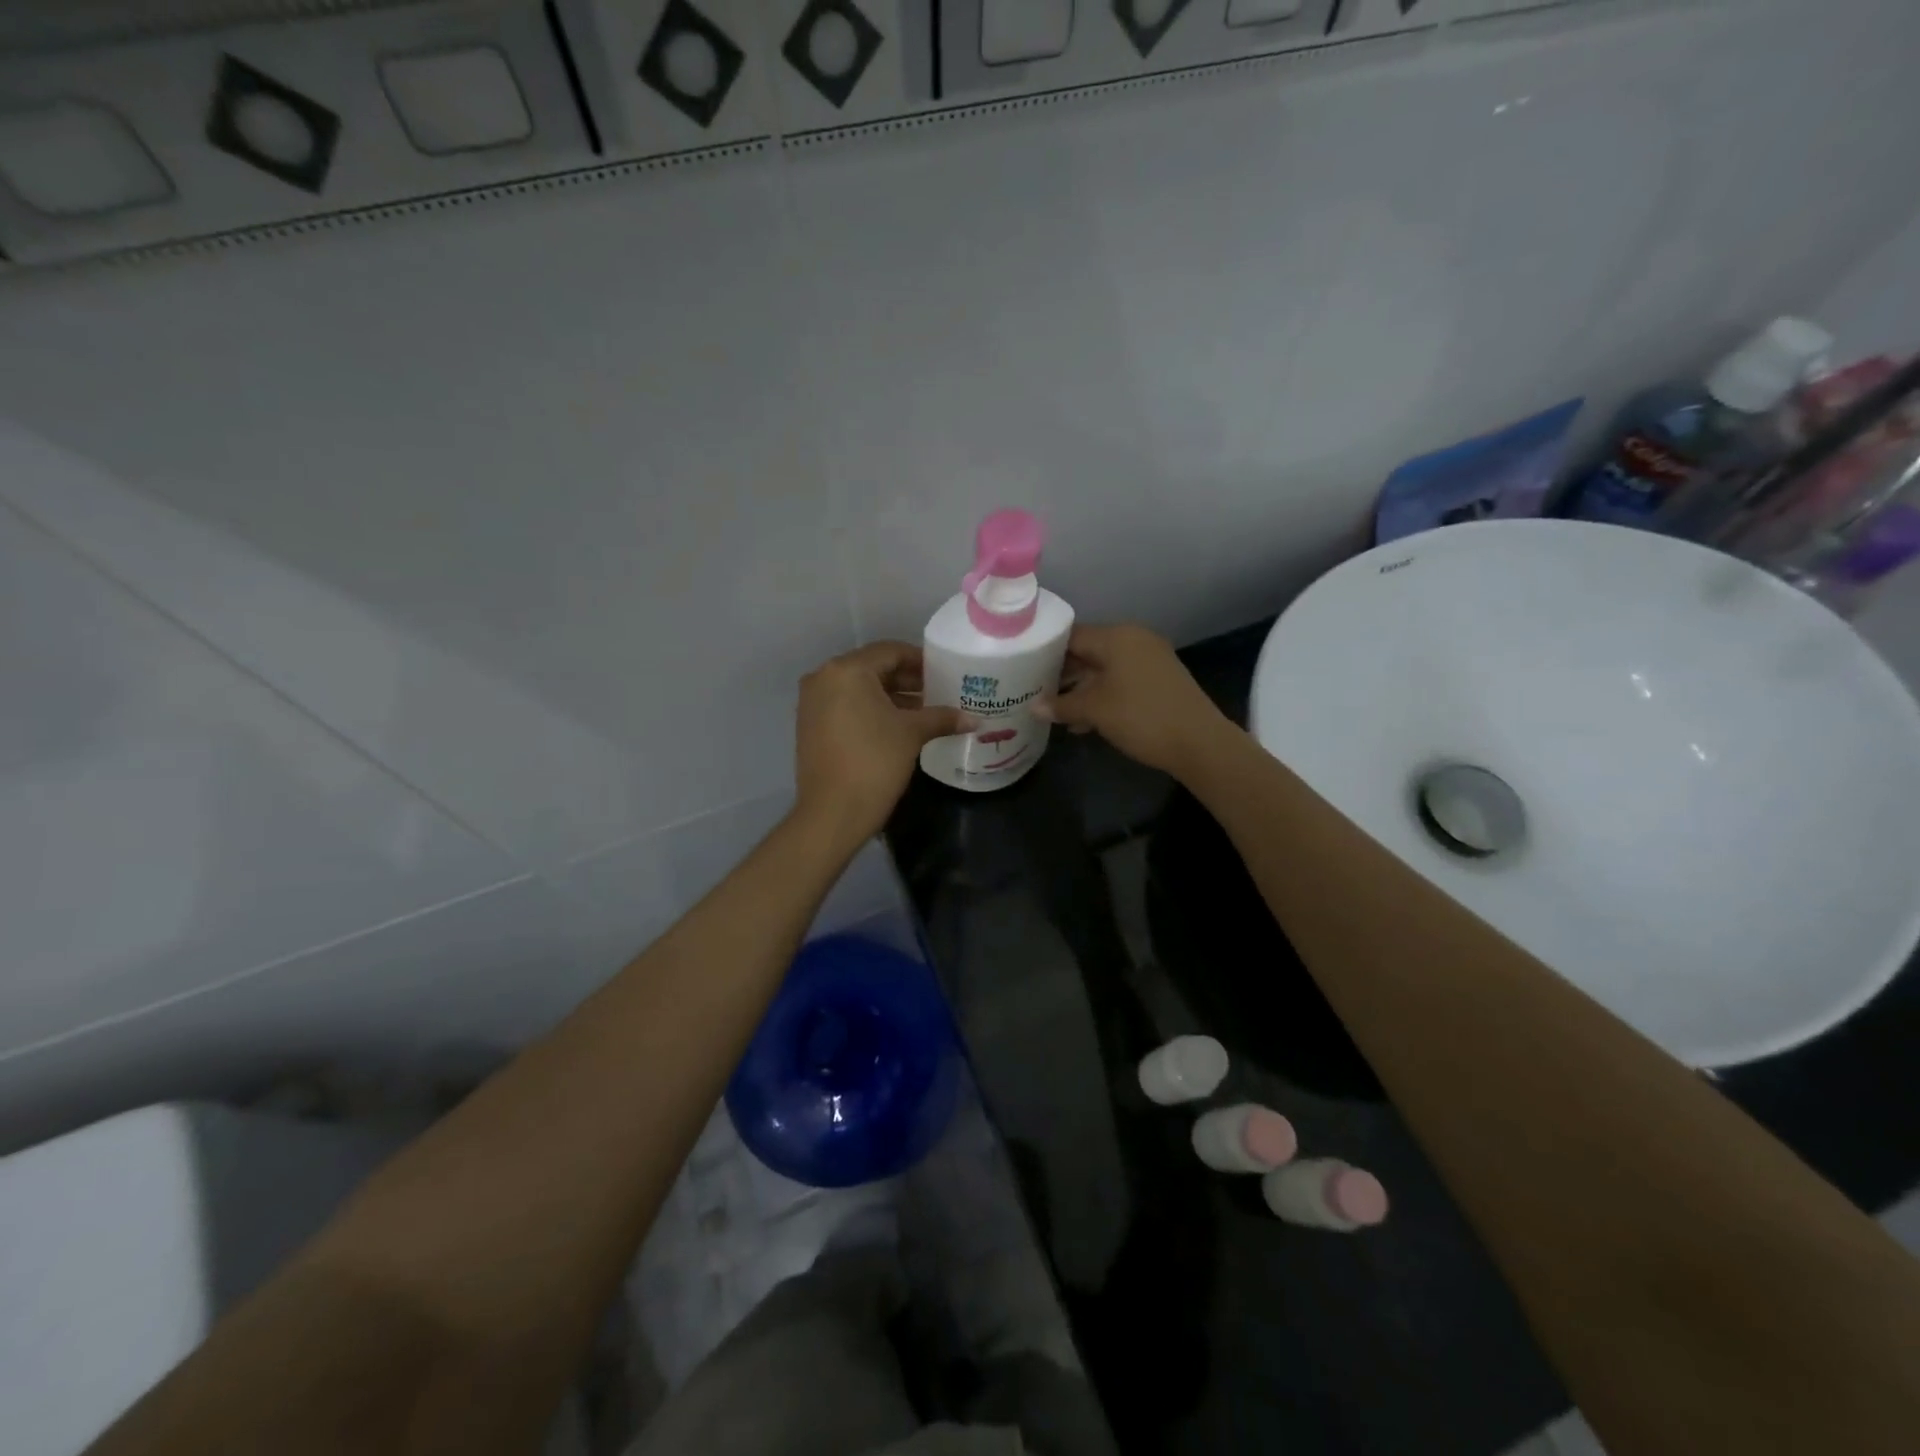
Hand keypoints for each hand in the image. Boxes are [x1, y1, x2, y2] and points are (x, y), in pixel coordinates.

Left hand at [794, 641, 969, 847]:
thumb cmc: (875, 762)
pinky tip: (898, 726)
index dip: (921, 661)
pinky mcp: (810, 725)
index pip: (890, 652)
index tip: (945, 673)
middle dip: (907, 680)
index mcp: (847, 670)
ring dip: (891, 697)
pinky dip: (871, 710)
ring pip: (859, 689)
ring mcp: (813, 702)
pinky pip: (846, 706)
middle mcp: (824, 678)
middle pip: (873, 669)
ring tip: (925, 711)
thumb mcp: (912, 734)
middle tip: (939, 692)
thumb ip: (942, 718)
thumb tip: (975, 719)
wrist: (832, 813)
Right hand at [1037, 623, 1233, 777]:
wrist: (1199, 742)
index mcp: (1117, 637)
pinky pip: (1121, 680)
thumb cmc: (1140, 717)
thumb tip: (1033, 707)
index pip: (1071, 635)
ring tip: (1056, 710)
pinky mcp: (1160, 680)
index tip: (1024, 667)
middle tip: (1035, 690)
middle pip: (1088, 650)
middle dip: (1062, 672)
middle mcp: (1134, 640)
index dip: (1045, 650)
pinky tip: (1084, 721)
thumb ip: (1061, 705)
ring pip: (1104, 668)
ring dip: (1081, 688)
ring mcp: (1150, 659)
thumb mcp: (1094, 711)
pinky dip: (1102, 695)